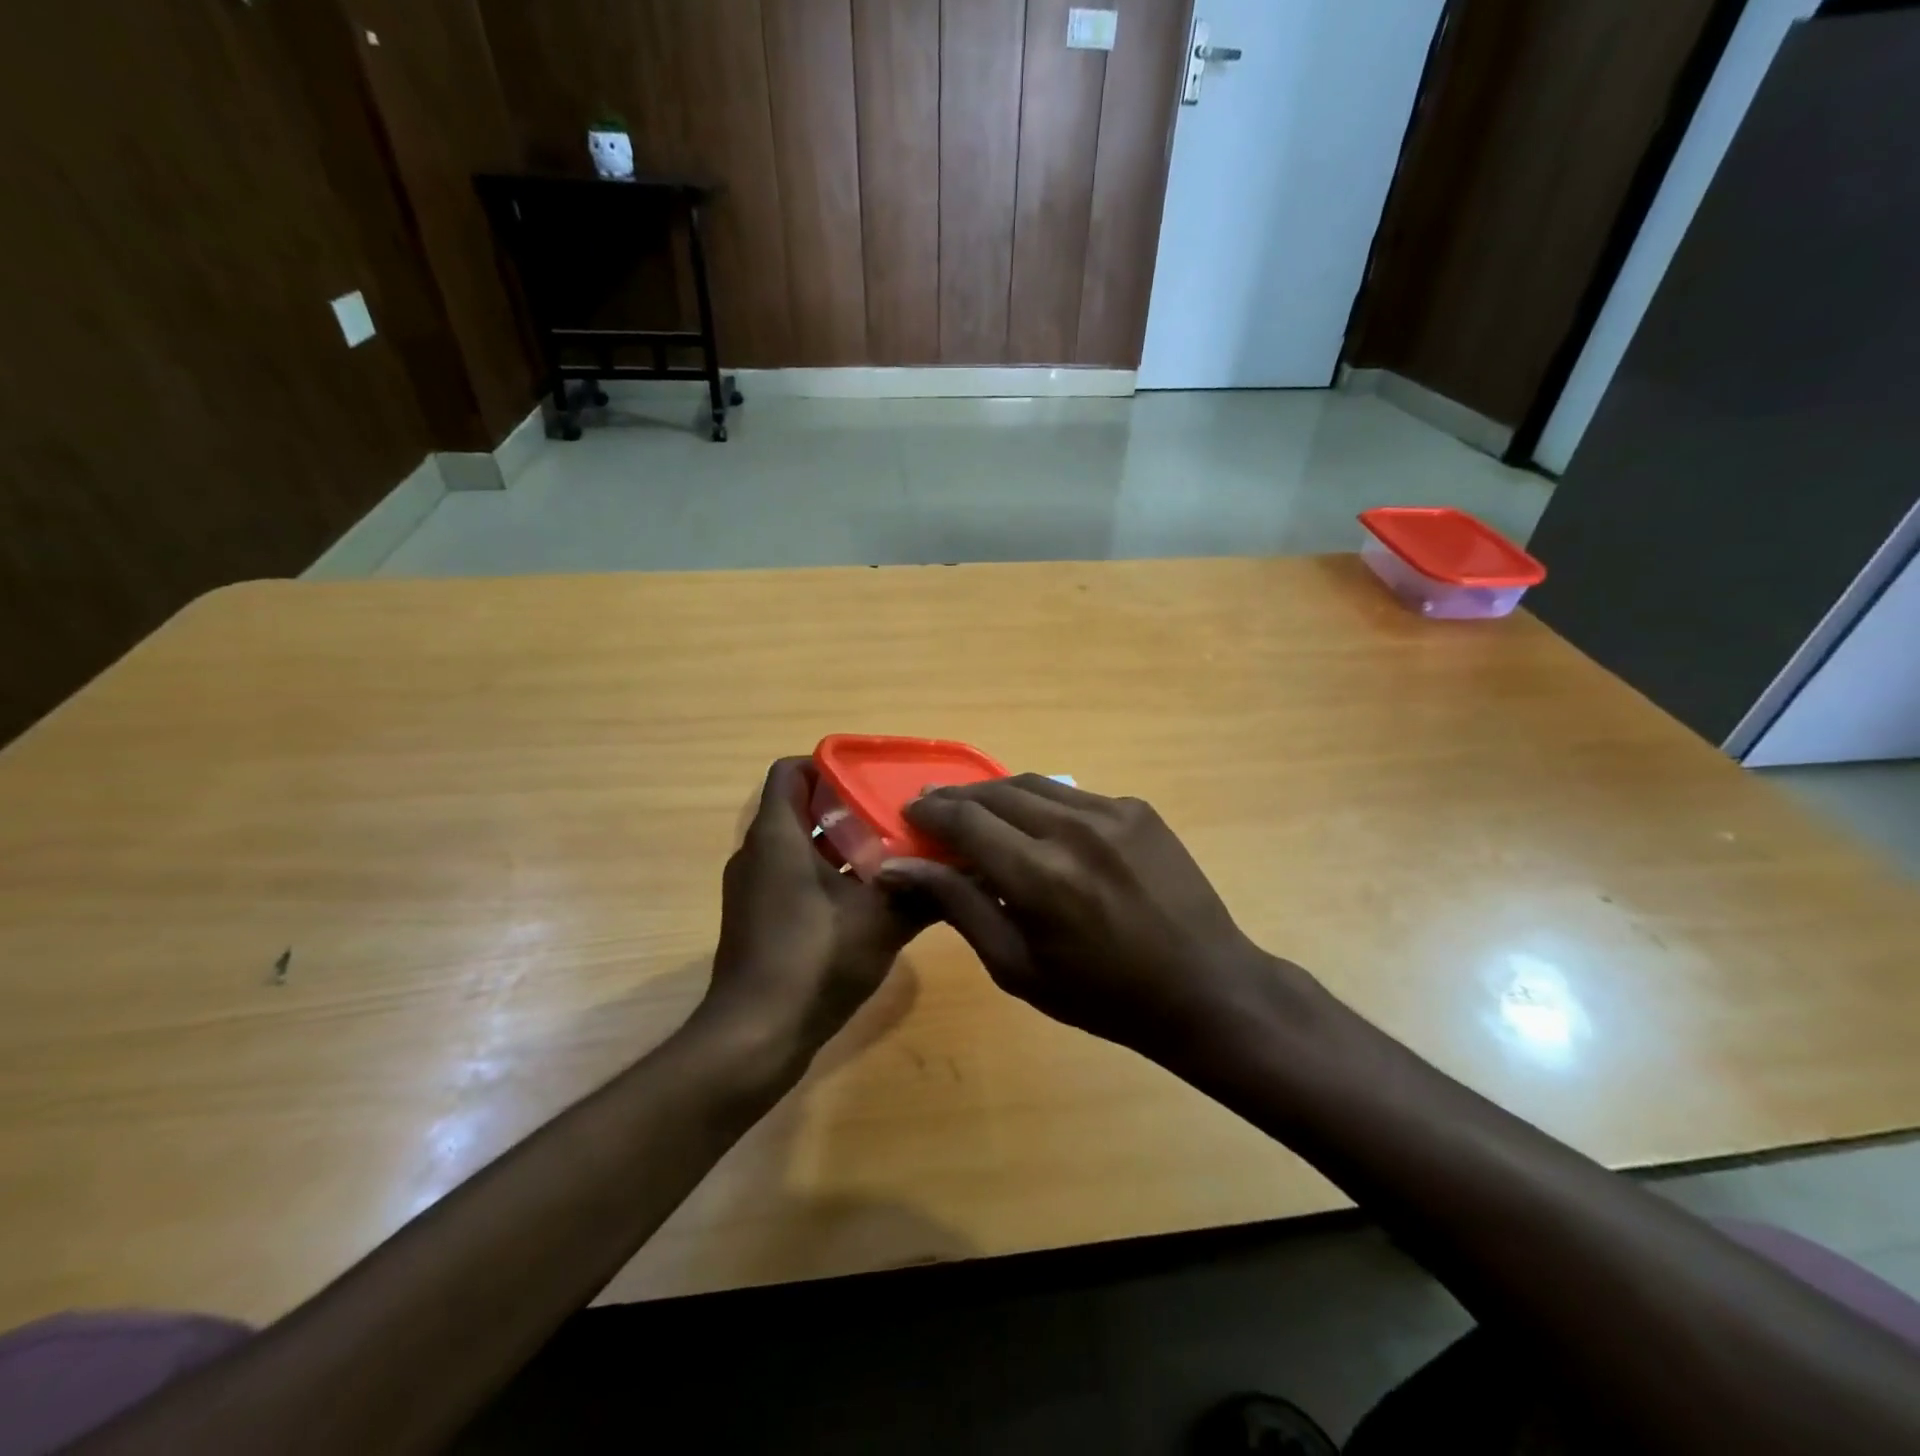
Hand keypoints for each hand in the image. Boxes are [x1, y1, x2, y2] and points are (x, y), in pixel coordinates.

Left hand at [700, 758, 930, 1062]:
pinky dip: (826, 876)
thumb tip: (971, 866)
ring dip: (840, 845)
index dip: (829, 765)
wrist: (755, 1037)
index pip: (791, 771)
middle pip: (800, 808)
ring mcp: (753, 889)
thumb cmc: (814, 960)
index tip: (872, 778)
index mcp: (776, 836)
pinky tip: (869, 898)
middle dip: (848, 807)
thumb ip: (925, 890)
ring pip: (798, 847)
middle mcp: (757, 854)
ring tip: (892, 851)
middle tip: (896, 814)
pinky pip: (792, 878)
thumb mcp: (882, 921)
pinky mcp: (758, 919)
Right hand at [875, 776, 1308, 1060]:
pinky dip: (1043, 806)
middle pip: (994, 792)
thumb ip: (957, 906)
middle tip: (934, 811)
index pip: (964, 821)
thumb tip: (898, 868)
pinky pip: (1073, 796)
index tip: (908, 815)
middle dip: (956, 798)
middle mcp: (1072, 829)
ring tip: (978, 813)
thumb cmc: (1102, 996)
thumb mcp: (1016, 966)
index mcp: (1039, 876)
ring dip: (996, 795)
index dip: (929, 813)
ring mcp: (1112, 812)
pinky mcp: (1138, 809)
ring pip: (1033, 785)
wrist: (1204, 988)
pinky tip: (1040, 829)